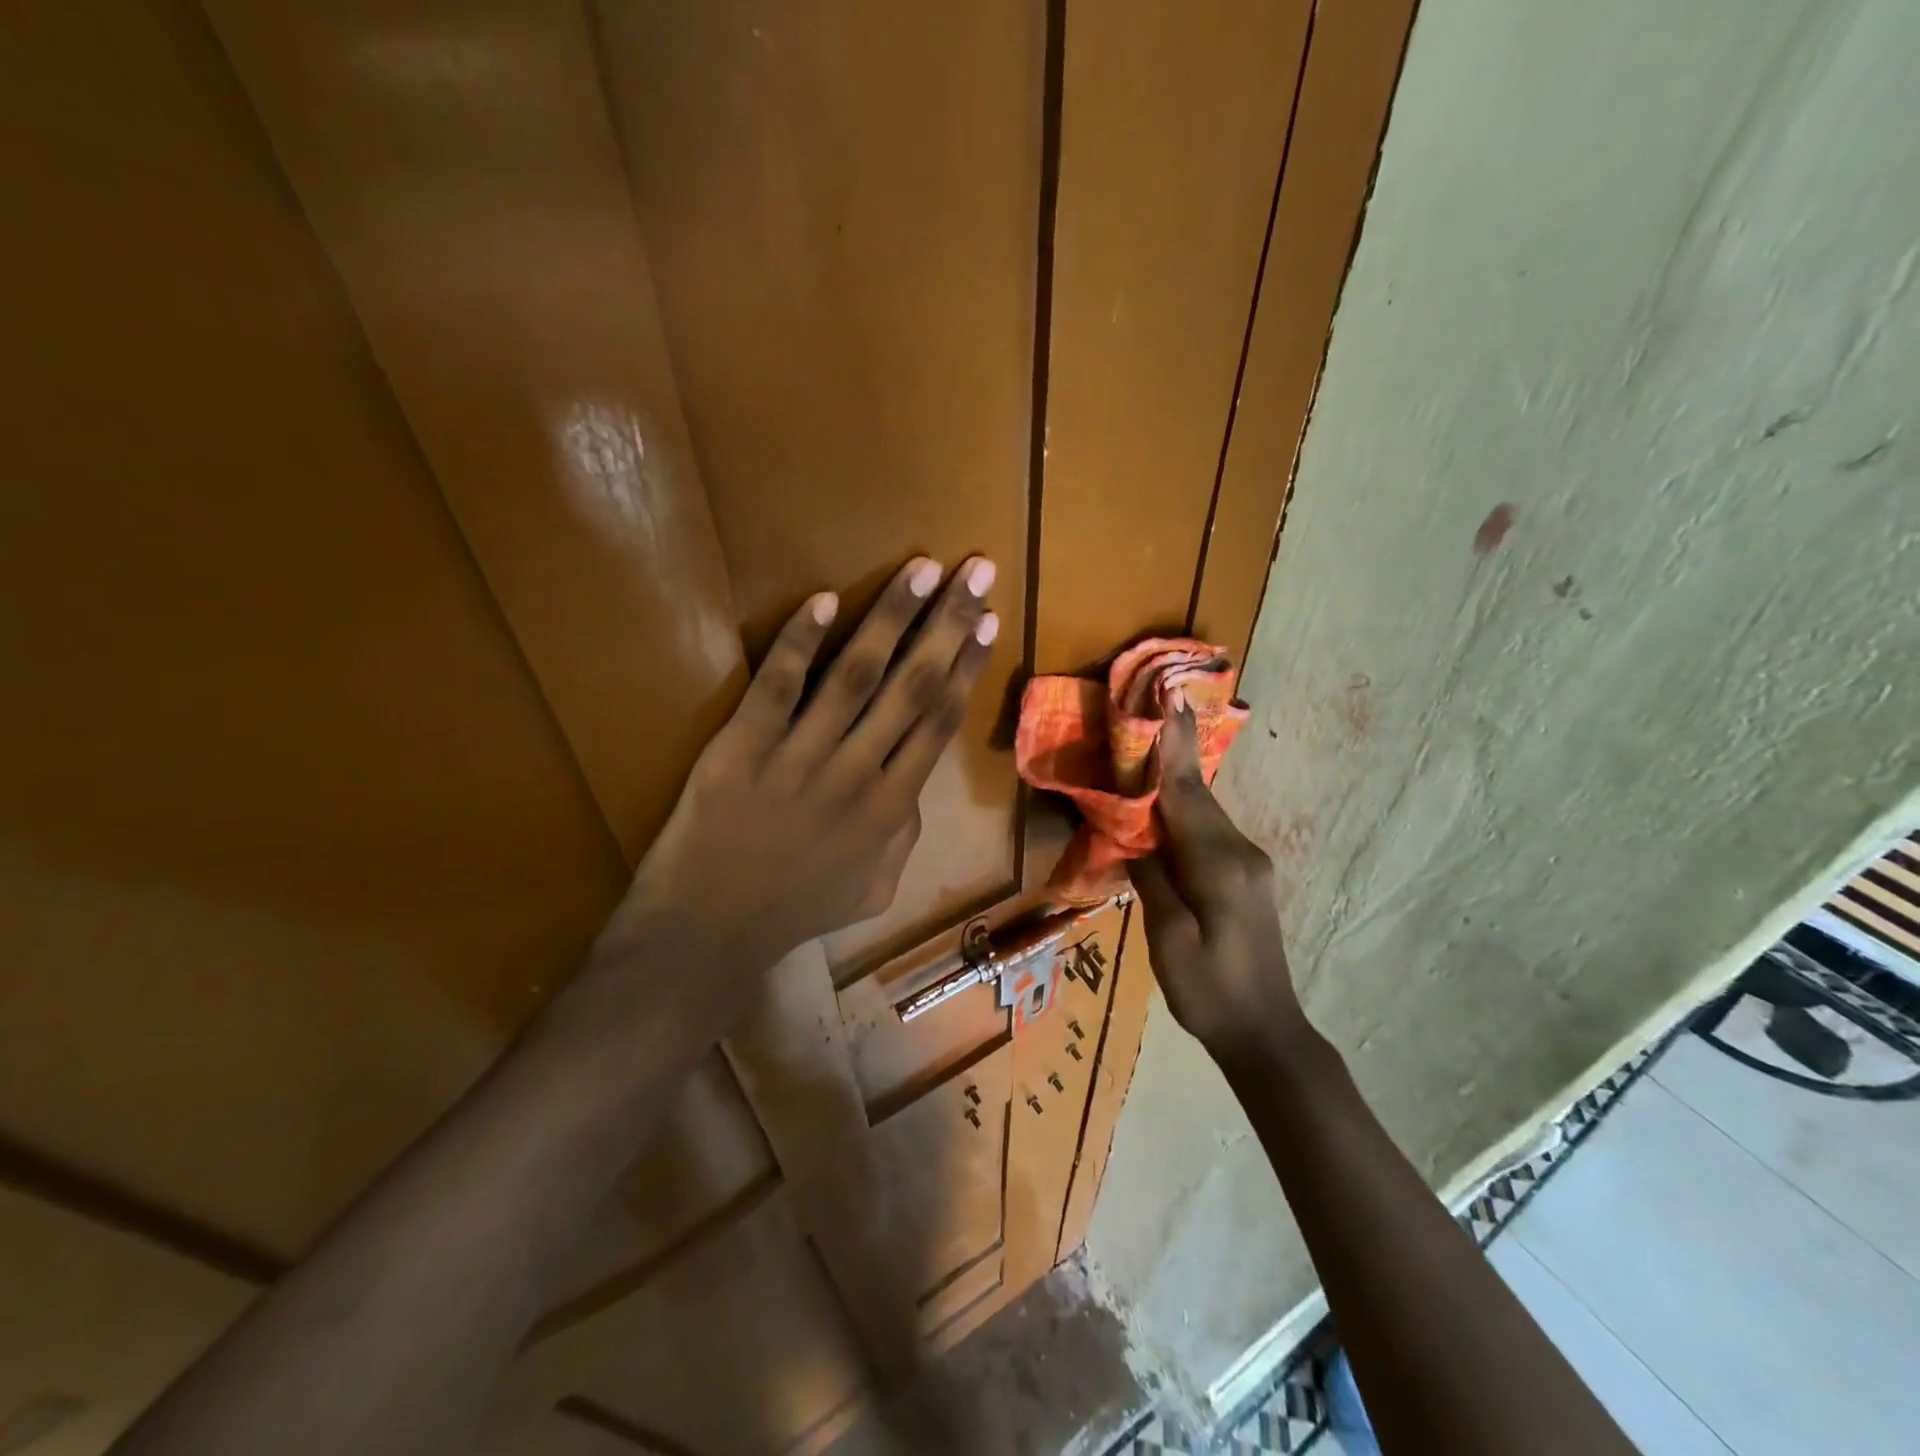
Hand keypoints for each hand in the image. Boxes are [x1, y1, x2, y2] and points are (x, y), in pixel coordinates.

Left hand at [604, 555, 998, 982]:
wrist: (710, 929)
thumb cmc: (795, 909)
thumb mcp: (875, 887)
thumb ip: (906, 834)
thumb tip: (914, 784)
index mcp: (891, 808)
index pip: (938, 720)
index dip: (966, 665)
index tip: (988, 620)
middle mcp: (857, 774)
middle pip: (912, 686)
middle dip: (948, 624)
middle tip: (975, 571)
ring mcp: (800, 759)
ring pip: (856, 675)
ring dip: (891, 616)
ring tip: (921, 568)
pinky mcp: (744, 748)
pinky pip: (777, 687)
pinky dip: (801, 643)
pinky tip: (823, 599)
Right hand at [1127, 695, 1306, 1060]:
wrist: (1266, 1032)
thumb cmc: (1209, 992)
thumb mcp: (1168, 939)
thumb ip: (1152, 879)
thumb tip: (1135, 836)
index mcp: (1220, 865)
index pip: (1186, 795)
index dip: (1172, 748)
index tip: (1167, 700)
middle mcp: (1241, 852)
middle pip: (1196, 796)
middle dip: (1170, 755)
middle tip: (1144, 716)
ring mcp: (1249, 863)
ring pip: (1203, 812)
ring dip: (1174, 782)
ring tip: (1145, 752)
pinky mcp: (1247, 876)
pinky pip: (1208, 831)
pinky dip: (1183, 812)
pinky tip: (1163, 808)